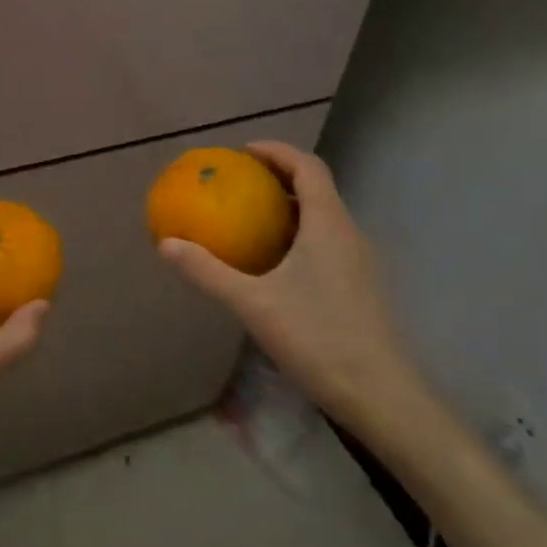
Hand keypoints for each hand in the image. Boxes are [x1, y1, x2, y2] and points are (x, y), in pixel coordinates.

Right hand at [159, 142, 423, 437]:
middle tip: (240, 183)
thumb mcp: (253, 303)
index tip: (243, 152)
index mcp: (328, 224)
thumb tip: (166, 244)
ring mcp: (360, 260)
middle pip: (317, 187)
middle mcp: (349, 233)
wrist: (380, 395)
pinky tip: (276, 264)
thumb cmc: (317, 338)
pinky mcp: (361, 285)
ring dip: (290, 206)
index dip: (276, 151)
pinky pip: (328, 241)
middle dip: (279, 177)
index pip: (307, 166)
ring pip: (324, 216)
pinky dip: (300, 233)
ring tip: (252, 218)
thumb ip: (208, 271)